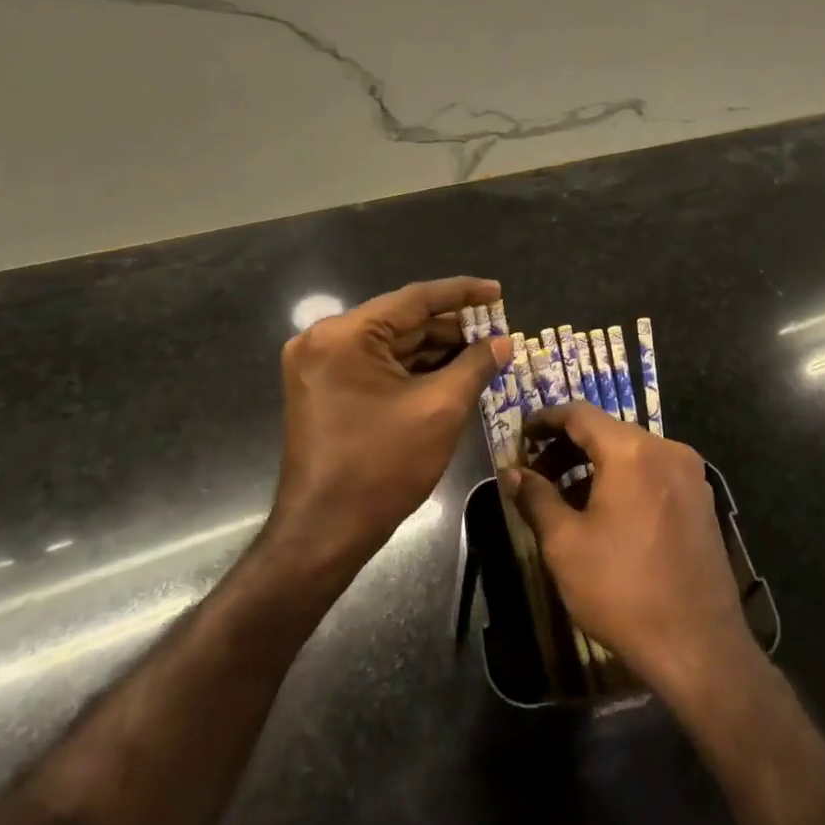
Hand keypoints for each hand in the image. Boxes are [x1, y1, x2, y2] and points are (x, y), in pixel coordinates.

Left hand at [271, 276, 510, 574]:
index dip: (462, 294)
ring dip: (436, 349)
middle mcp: (325, 339)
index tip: (497, 292)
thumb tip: (503, 341)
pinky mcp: (325, 388)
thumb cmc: (382, 466)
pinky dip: (414, 368)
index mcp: (346, 335)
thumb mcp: (440, 409)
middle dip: (452, 327)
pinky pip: (378, 365)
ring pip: (392, 344)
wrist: (324, 532)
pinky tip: (452, 371)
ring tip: (484, 351)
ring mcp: (321, 365)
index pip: (414, 299)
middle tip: (497, 331)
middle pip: (402, 321)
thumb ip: (475, 365)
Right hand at [501, 403, 756, 700]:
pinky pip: (654, 474)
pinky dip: (625, 480)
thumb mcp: (565, 544)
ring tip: (565, 498)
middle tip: (536, 473)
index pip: (580, 414)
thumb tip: (512, 472)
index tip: (521, 435)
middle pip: (608, 431)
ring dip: (596, 466)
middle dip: (568, 447)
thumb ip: (536, 498)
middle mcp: (667, 449)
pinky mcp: (702, 501)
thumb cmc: (621, 589)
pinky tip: (606, 513)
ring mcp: (691, 475)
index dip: (546, 420)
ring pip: (633, 453)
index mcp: (632, 450)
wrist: (698, 645)